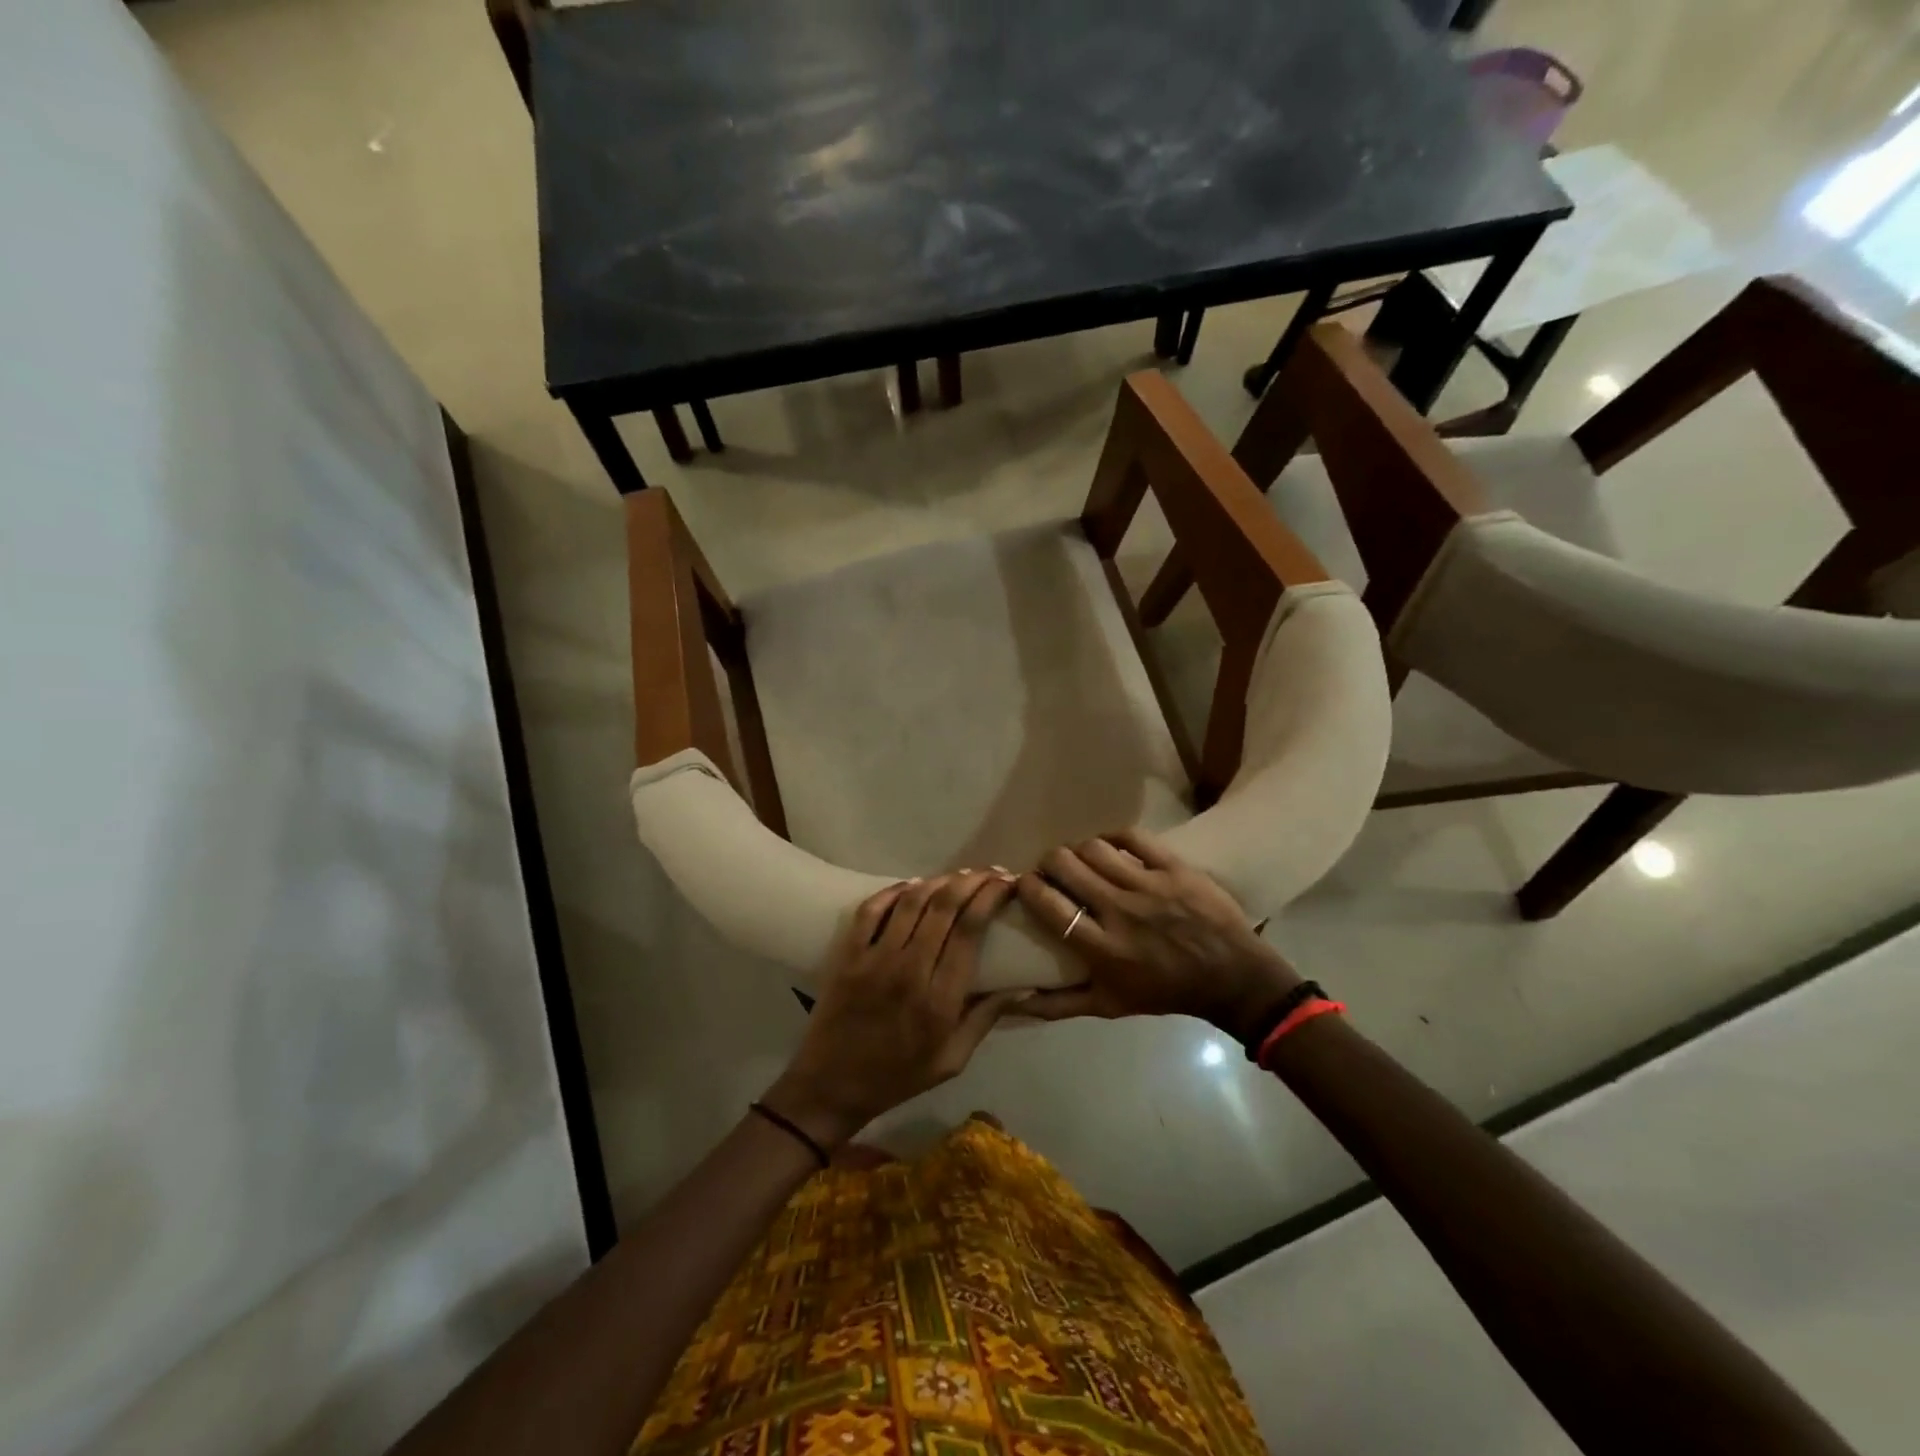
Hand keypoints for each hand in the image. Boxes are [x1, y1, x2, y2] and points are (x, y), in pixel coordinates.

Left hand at [763, 870, 1025, 1148]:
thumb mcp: (952, 1060)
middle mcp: (909, 970)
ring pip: (912, 901)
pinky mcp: (848, 955)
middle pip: (945, 906)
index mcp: (940, 999)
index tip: (1007, 885)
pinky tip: (913, 884)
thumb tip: (1023, 986)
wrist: (830, 1087)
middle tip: (991, 872)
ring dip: (940, 880)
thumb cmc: (898, 1077)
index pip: (970, 930)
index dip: (991, 898)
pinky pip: (871, 910)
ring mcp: (874, 959)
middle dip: (973, 881)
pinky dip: (894, 890)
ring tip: (961, 875)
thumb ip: (985, 1019)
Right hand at [1015, 828, 1302, 1043]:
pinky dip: (1113, 836)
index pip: (1048, 905)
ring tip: (1082, 859)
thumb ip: (1058, 1004)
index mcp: (1101, 948)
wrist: (1232, 977)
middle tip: (1053, 870)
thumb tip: (1013, 999)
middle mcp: (1120, 911)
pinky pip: (1132, 837)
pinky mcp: (1174, 867)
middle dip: (1049, 862)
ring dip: (1079, 850)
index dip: (1028, 886)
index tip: (1026, 884)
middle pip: (1065, 865)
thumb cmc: (1165, 992)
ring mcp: (1149, 886)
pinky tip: (1109, 846)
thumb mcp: (1108, 1006)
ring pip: (1094, 847)